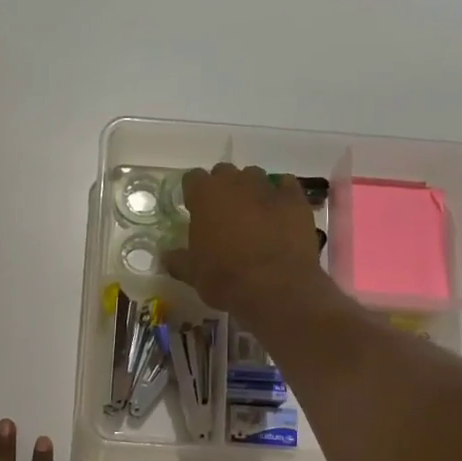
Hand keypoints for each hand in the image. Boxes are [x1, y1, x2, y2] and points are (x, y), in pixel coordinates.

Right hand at [162, 163, 320, 315]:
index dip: (194, 193)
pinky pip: (286, 186)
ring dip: (251, 190)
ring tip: (253, 215)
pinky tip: (280, 212)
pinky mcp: (295, 200)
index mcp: (205, 195)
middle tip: (224, 214)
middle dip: (223, 188)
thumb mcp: (193, 274)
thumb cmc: (225, 278)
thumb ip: (178, 260)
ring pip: (255, 177)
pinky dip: (281, 195)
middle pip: (224, 173)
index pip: (193, 178)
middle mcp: (235, 183)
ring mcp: (268, 188)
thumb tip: (166, 256)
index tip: (195, 209)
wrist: (275, 287)